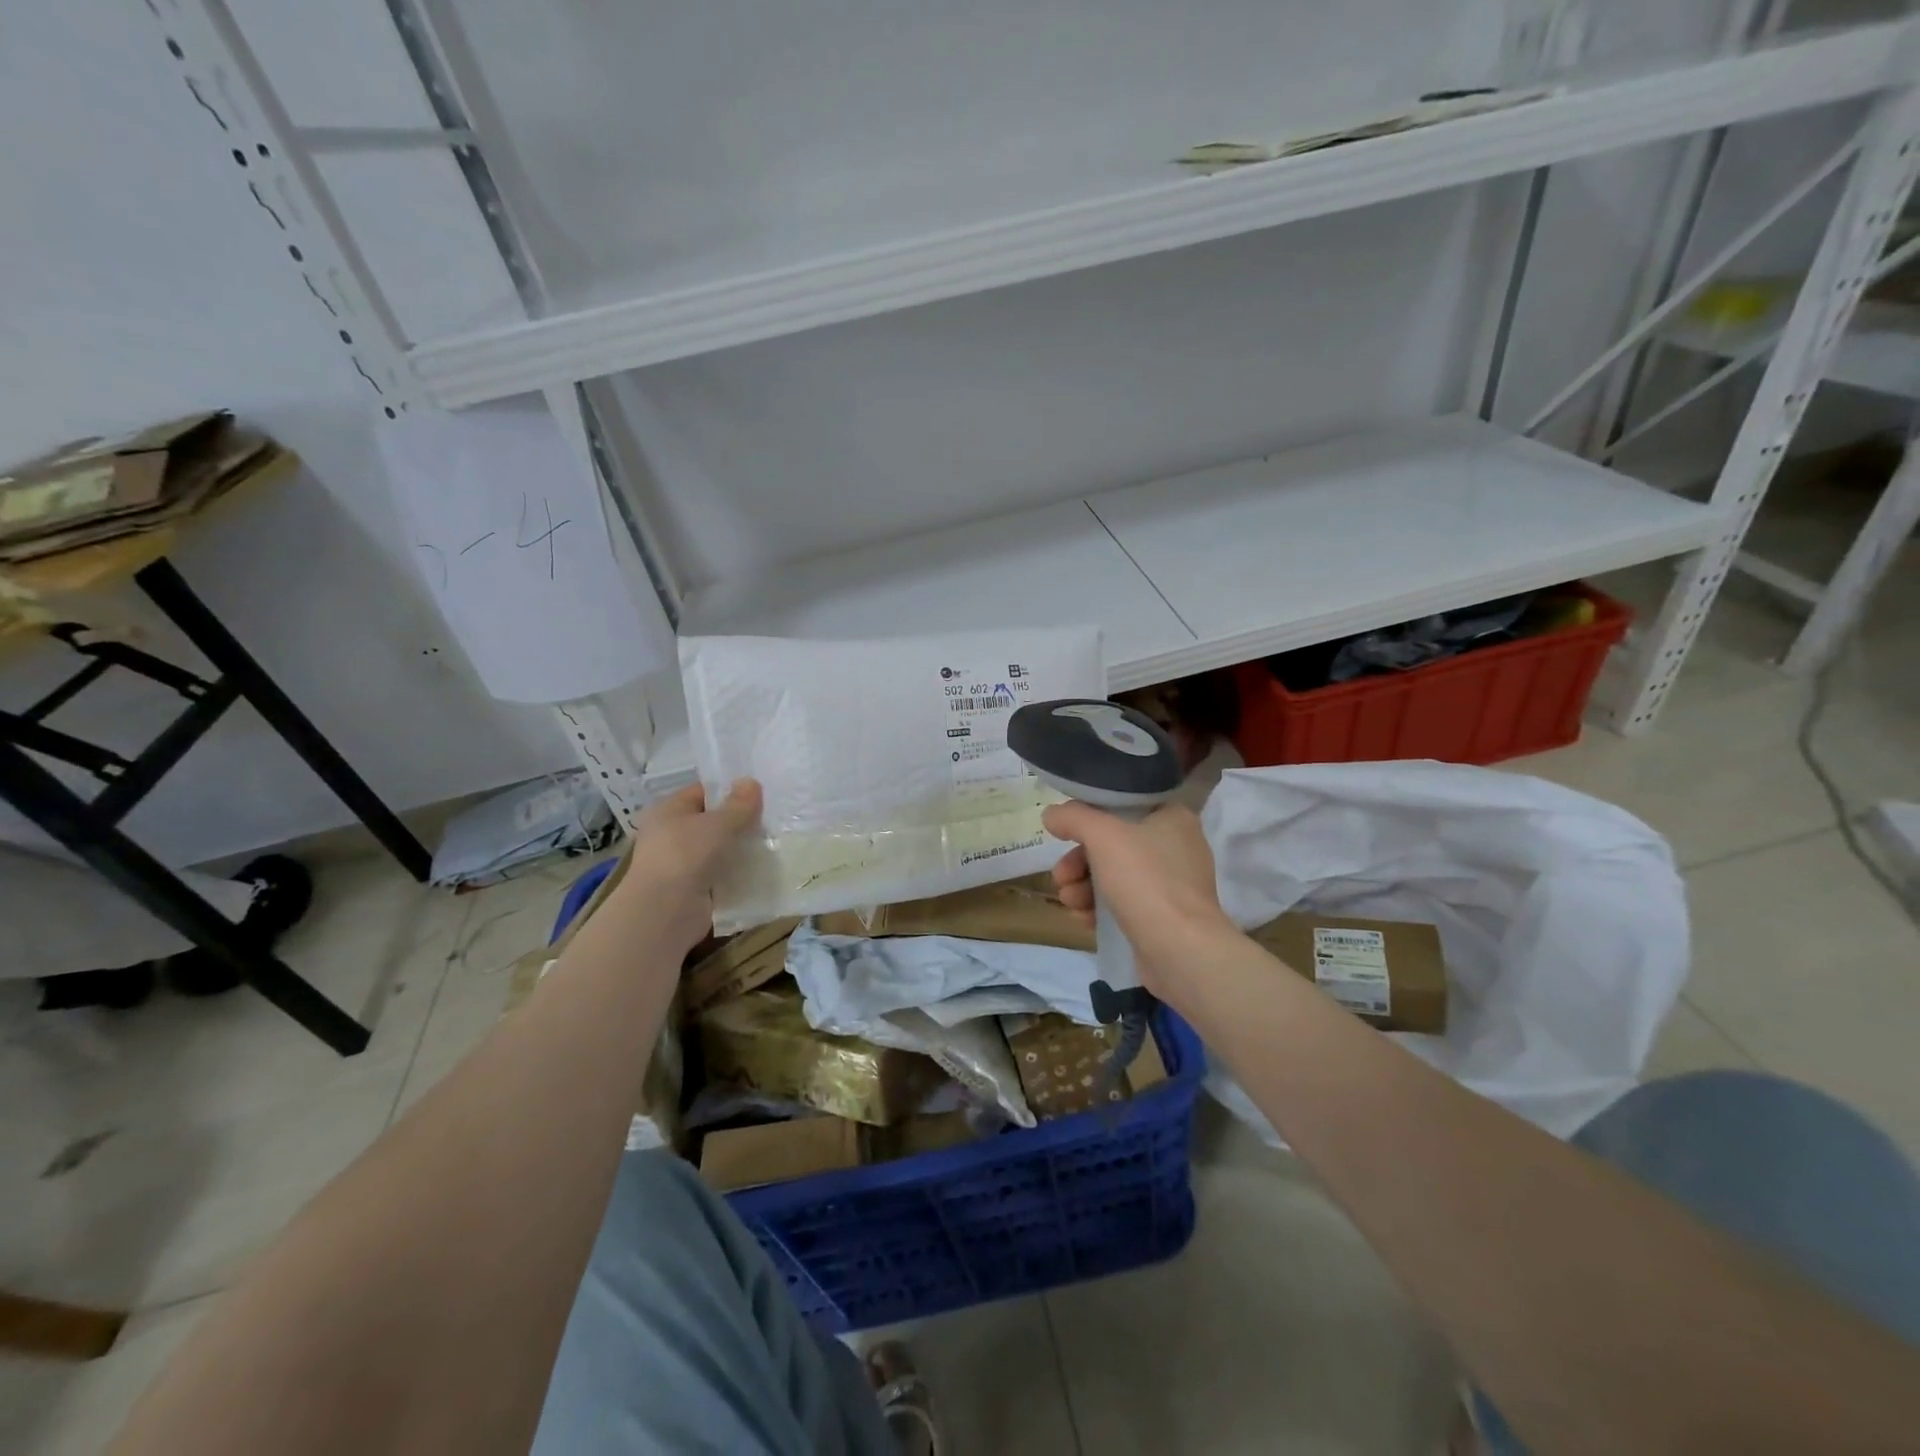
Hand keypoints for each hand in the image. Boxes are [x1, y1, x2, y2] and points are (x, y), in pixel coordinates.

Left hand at [619, 779, 762, 952]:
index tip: (759, 792)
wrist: (666, 912)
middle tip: (772, 816)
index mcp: (668, 811)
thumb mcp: (718, 823)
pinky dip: (738, 871)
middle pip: (712, 821)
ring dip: (741, 847)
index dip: (729, 790)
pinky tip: (763, 867)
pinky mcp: (694, 888)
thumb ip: (738, 804)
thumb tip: (751, 782)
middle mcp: (671, 835)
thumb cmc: (686, 855)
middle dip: (739, 820)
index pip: (702, 792)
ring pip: (719, 848)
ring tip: (773, 840)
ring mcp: (682, 863)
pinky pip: (721, 873)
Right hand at [1042, 800, 1239, 1003]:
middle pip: (1113, 844)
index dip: (1089, 817)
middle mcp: (1176, 847)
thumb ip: (1073, 817)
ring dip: (1083, 886)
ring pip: (1114, 875)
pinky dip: (1100, 908)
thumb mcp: (1103, 836)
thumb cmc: (1145, 880)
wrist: (1180, 951)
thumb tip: (1051, 814)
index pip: (1124, 805)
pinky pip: (1123, 903)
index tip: (1064, 833)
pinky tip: (1084, 919)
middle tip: (1061, 877)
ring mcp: (1172, 885)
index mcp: (1173, 818)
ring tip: (1070, 902)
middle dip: (1078, 861)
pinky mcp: (1164, 917)